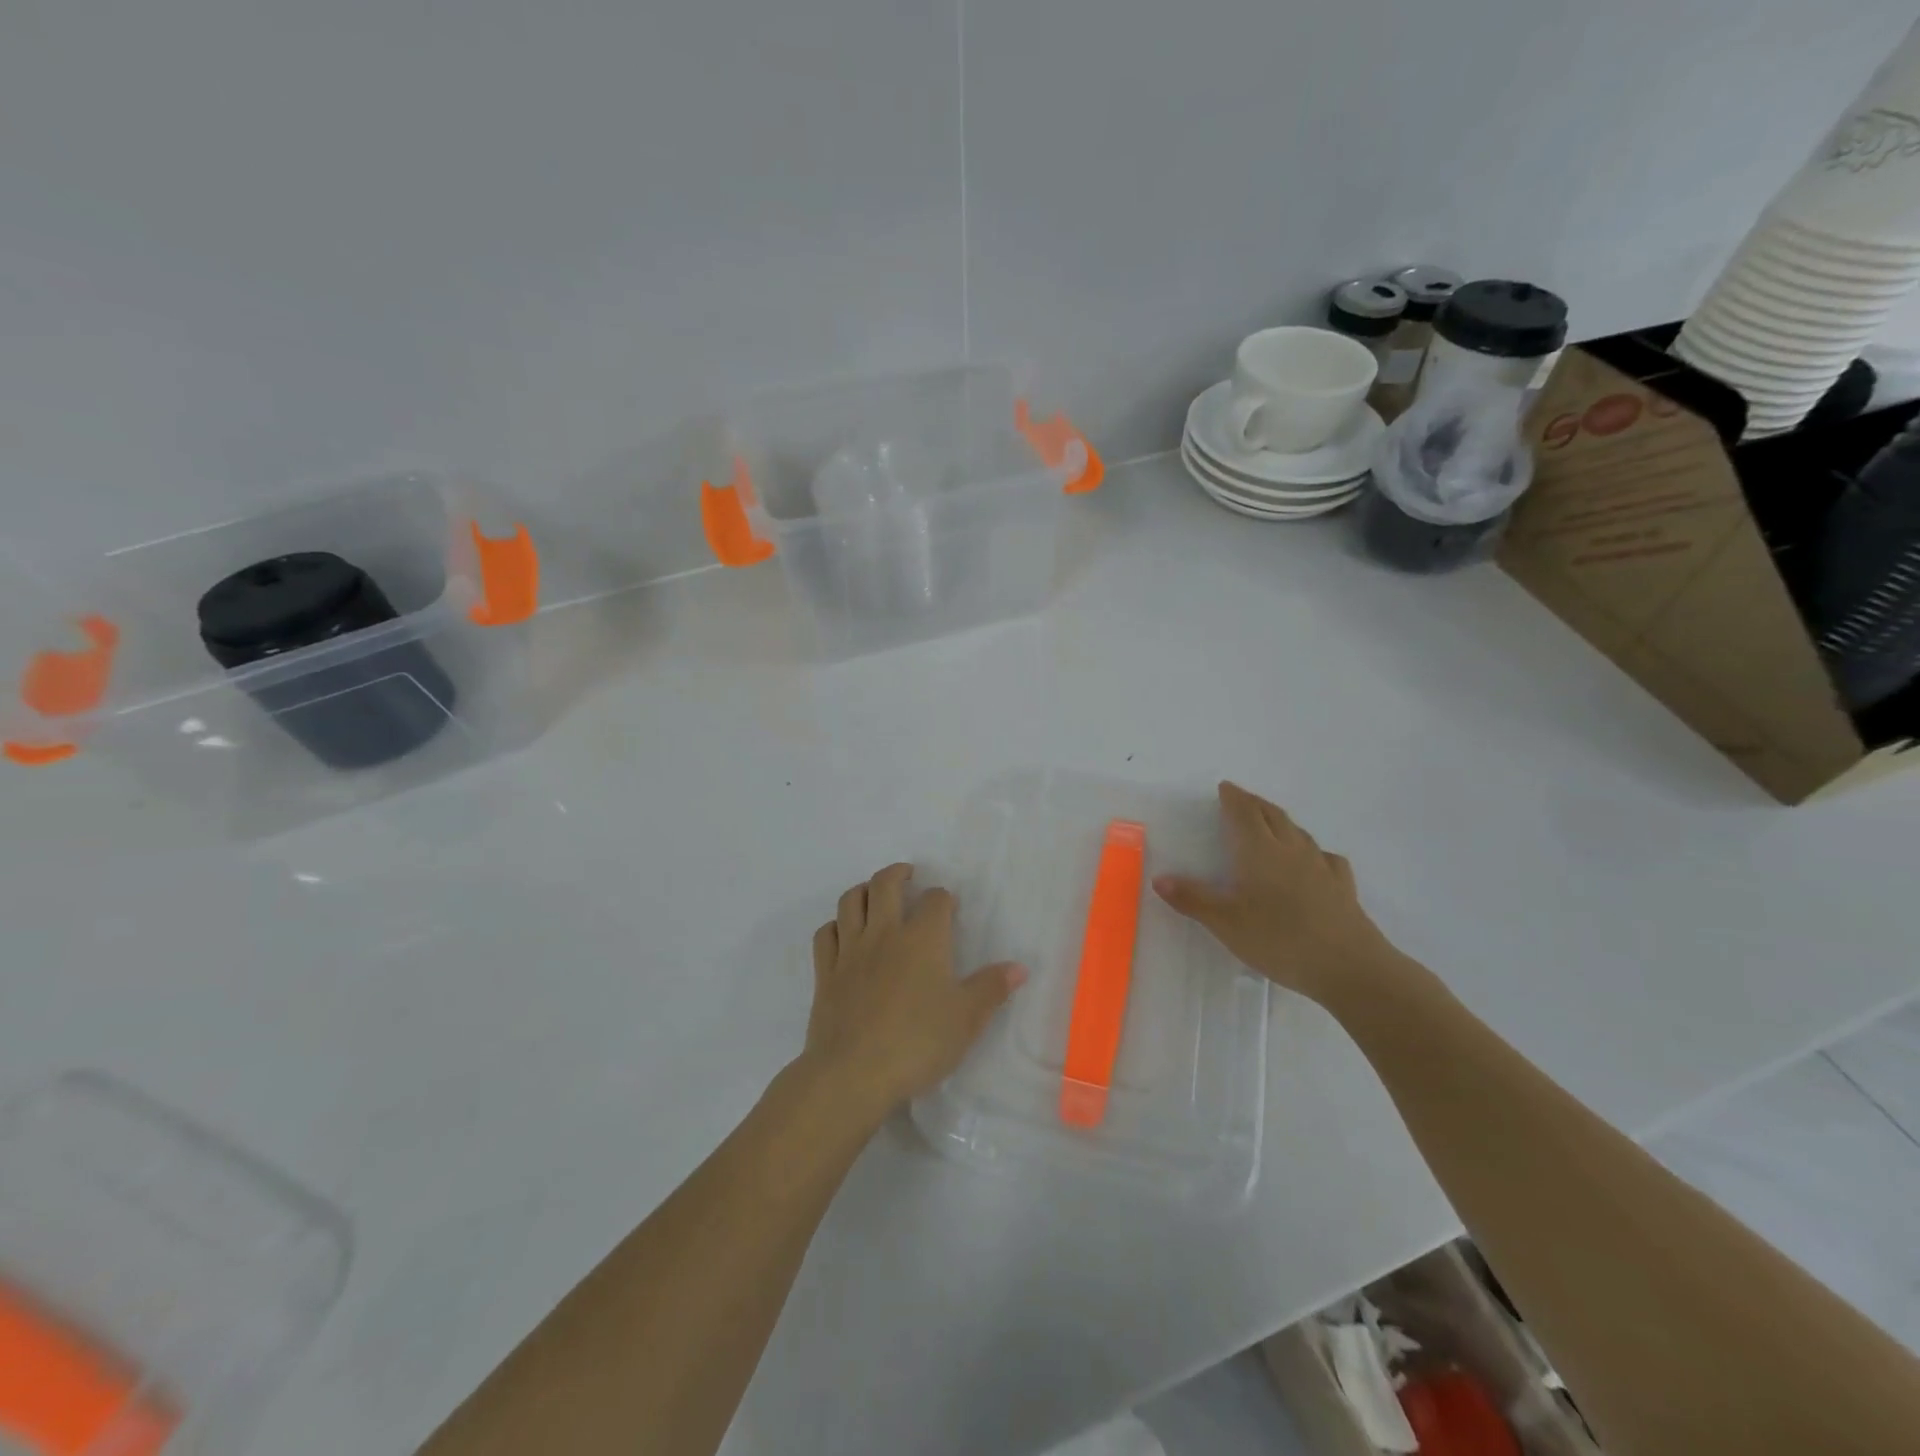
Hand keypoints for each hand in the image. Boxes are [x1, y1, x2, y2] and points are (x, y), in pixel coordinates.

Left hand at [800, 863, 1025, 1121]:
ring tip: (873, 893)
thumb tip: (1019, 967)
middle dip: (898, 873)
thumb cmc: (918, 1043)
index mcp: (922, 939)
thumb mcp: (966, 1019)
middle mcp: (884, 934)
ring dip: (863, 890)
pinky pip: (825, 934)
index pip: (935, 901)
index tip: (949, 906)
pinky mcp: (825, 973)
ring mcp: (850, 951)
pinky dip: (835, 925)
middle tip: (908, 874)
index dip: (944, 898)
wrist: (853, 1074)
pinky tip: (842, 932)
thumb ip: (992, 989)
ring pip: (850, 901)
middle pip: (885, 885)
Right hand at [1152, 782, 1406, 1009]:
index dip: (1233, 798)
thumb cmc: (1279, 939)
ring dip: (1281, 822)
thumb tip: (1160, 879)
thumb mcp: (1226, 923)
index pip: (1244, 813)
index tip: (1225, 787)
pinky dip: (1312, 851)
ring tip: (1271, 823)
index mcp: (1259, 851)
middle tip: (1242, 800)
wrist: (1349, 967)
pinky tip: (1313, 861)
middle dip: (1255, 804)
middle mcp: (1290, 850)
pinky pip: (1325, 858)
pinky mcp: (1342, 887)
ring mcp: (1321, 867)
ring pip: (1298, 832)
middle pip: (1272, 815)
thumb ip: (1193, 899)